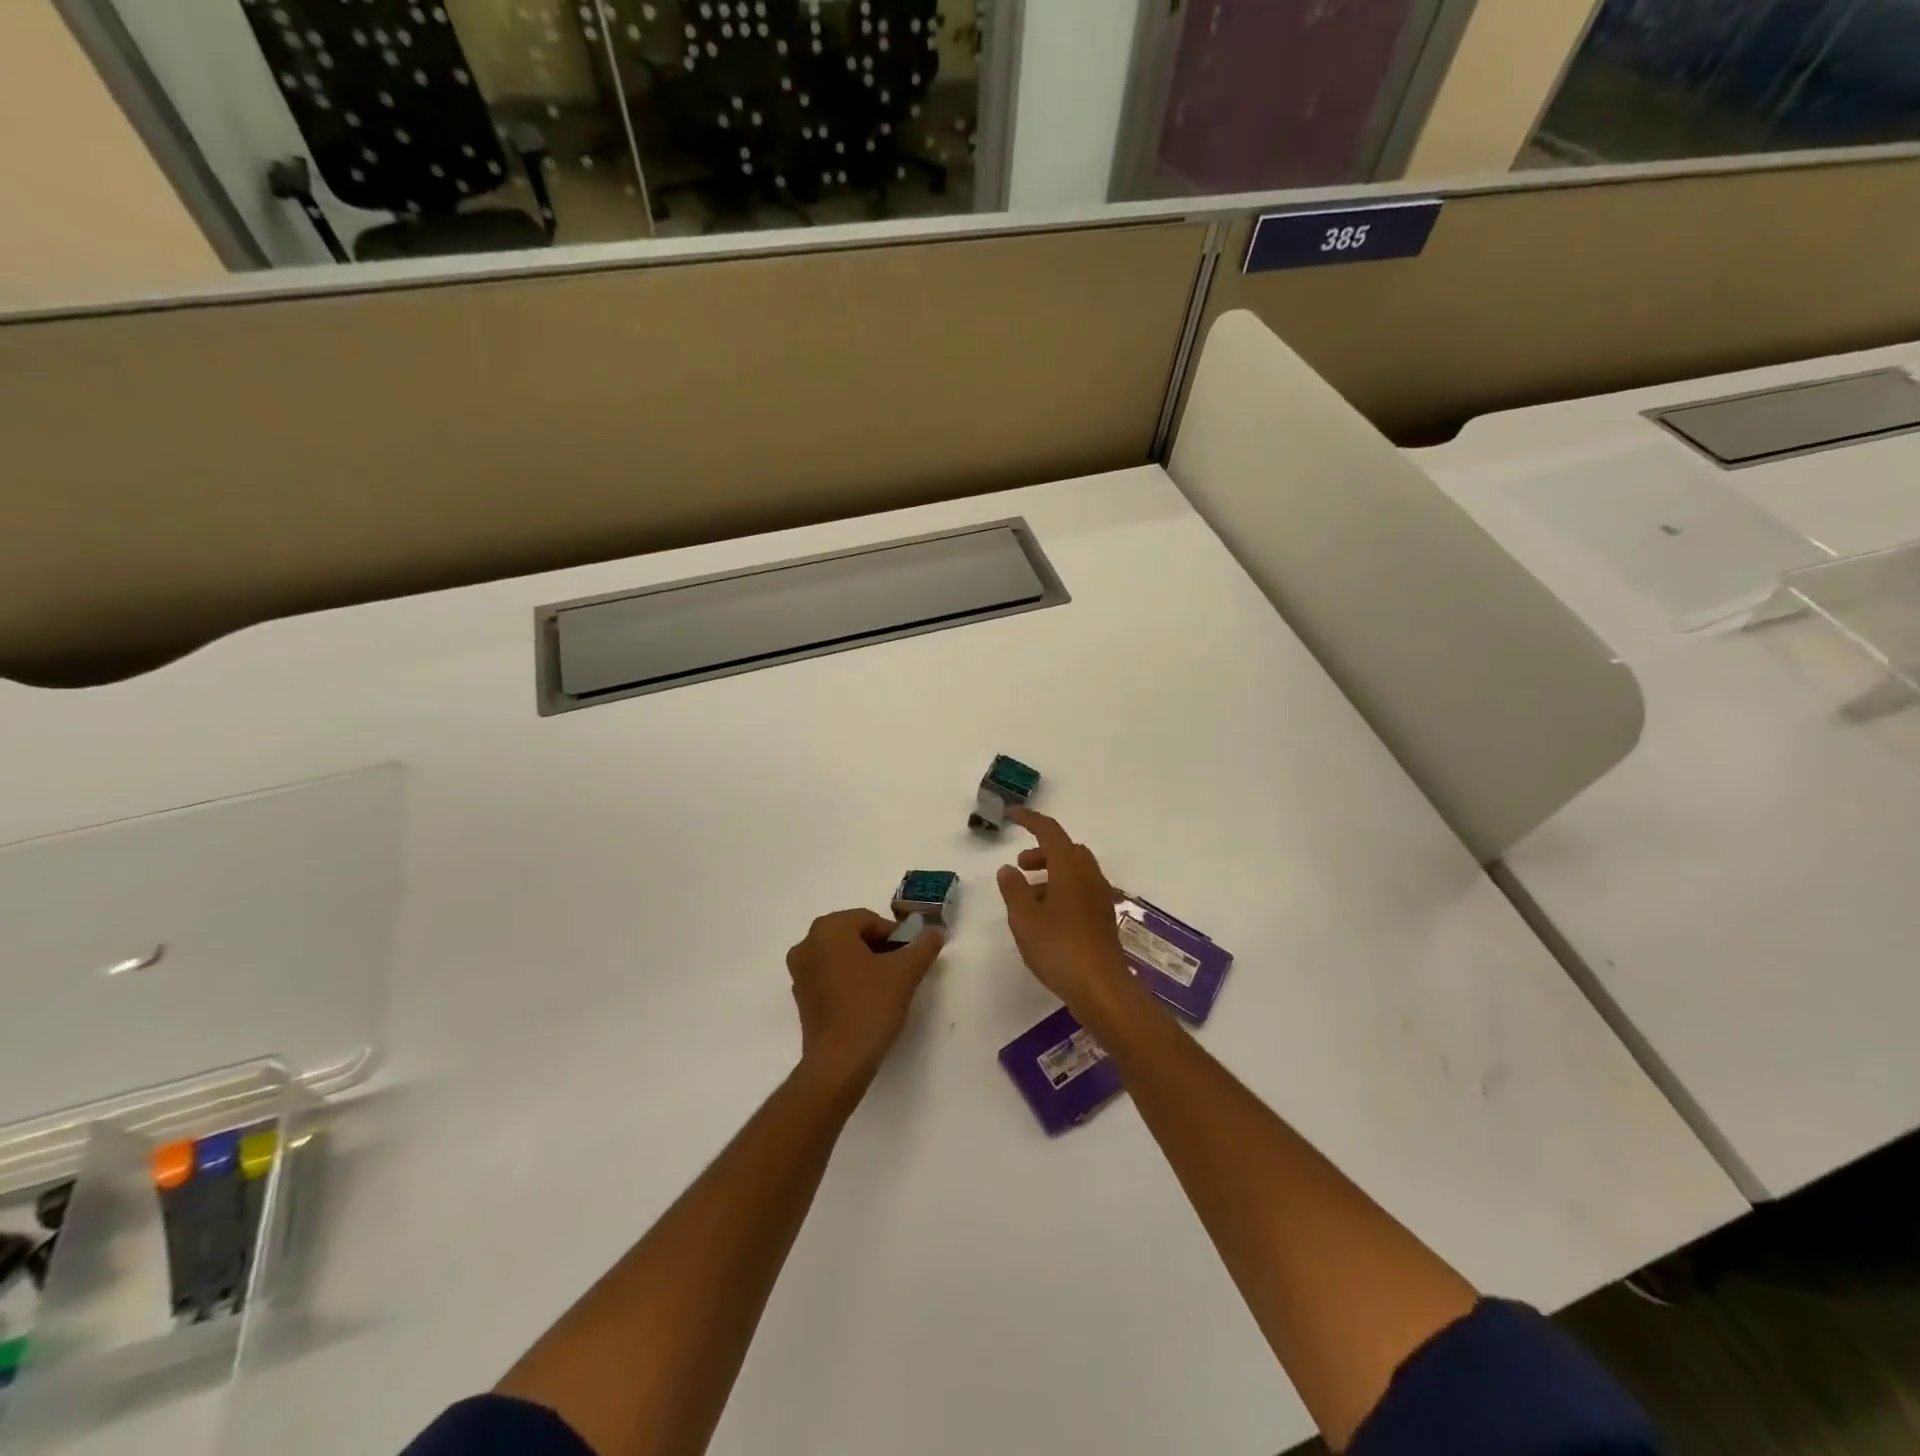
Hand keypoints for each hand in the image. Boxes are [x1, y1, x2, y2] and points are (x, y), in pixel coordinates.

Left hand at [787, 908, 943, 1091]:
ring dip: (865, 964)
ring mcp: (799, 971)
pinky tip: (867, 1001)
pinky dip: (849, 980)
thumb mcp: (906, 972)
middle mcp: (807, 943)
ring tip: (887, 987)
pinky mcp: (801, 996)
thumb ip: (923, 946)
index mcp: (828, 929)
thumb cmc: (870, 1006)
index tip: (910, 956)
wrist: (839, 1062)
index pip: (870, 920)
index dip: (895, 936)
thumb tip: (934, 932)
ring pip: (841, 956)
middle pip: (854, 935)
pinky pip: (830, 975)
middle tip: (901, 970)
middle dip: (879, 948)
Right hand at [996, 810, 1132, 1012]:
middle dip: (1041, 852)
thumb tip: (1008, 869)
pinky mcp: (1103, 918)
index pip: (1049, 831)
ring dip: (1050, 874)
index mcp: (1070, 868)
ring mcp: (1100, 898)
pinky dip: (1061, 891)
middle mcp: (1089, 876)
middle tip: (1019, 867)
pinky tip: (1046, 917)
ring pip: (1074, 871)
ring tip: (1026, 897)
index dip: (1029, 820)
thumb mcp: (1024, 918)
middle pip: (1065, 850)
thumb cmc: (1058, 948)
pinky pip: (1080, 891)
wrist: (1101, 988)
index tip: (1010, 817)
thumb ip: (1013, 889)